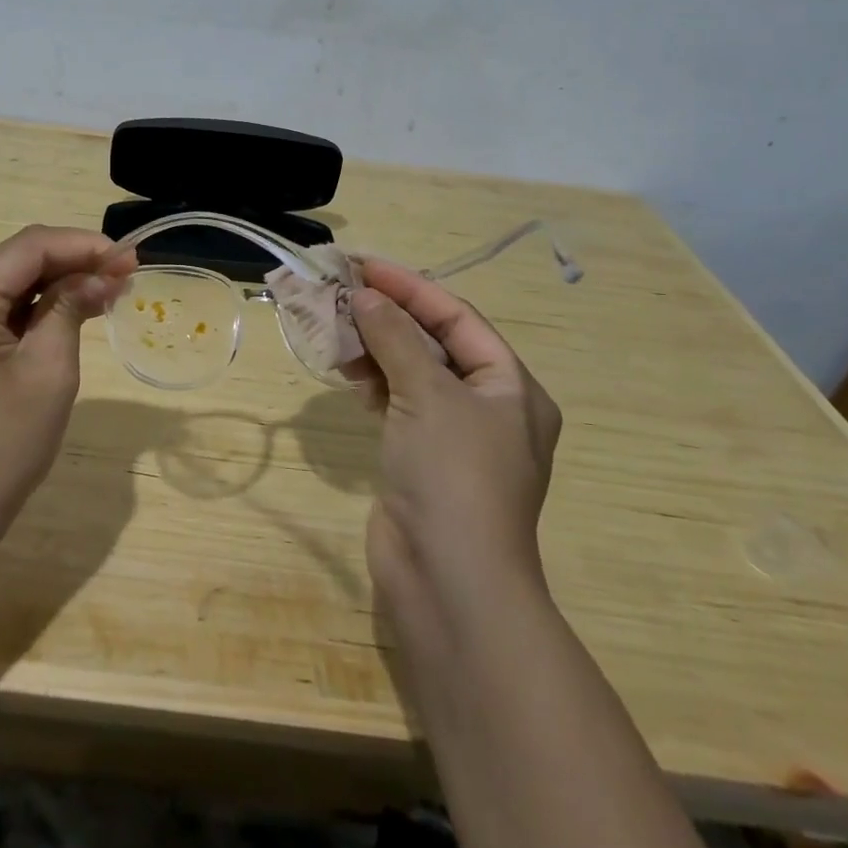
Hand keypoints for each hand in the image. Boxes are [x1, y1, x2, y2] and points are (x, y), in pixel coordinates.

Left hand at [0, 225, 133, 550]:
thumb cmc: (2, 448)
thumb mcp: (48, 372)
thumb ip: (71, 308)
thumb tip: (103, 275)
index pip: (26, 248)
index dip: (81, 245)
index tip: (127, 258)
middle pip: (12, 263)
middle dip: (70, 264)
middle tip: (123, 274)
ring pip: (2, 287)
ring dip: (51, 286)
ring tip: (104, 291)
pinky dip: (28, 311)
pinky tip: (65, 313)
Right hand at [350, 259, 560, 616]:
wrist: (449, 582)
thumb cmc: (454, 475)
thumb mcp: (428, 394)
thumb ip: (395, 338)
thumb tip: (366, 297)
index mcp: (512, 387)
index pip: (457, 318)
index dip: (410, 286)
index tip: (363, 265)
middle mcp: (489, 407)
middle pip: (434, 343)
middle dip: (388, 316)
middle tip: (341, 293)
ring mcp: (455, 437)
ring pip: (412, 373)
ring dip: (376, 348)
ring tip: (335, 328)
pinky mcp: (423, 459)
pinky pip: (398, 403)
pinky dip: (374, 382)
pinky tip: (347, 372)